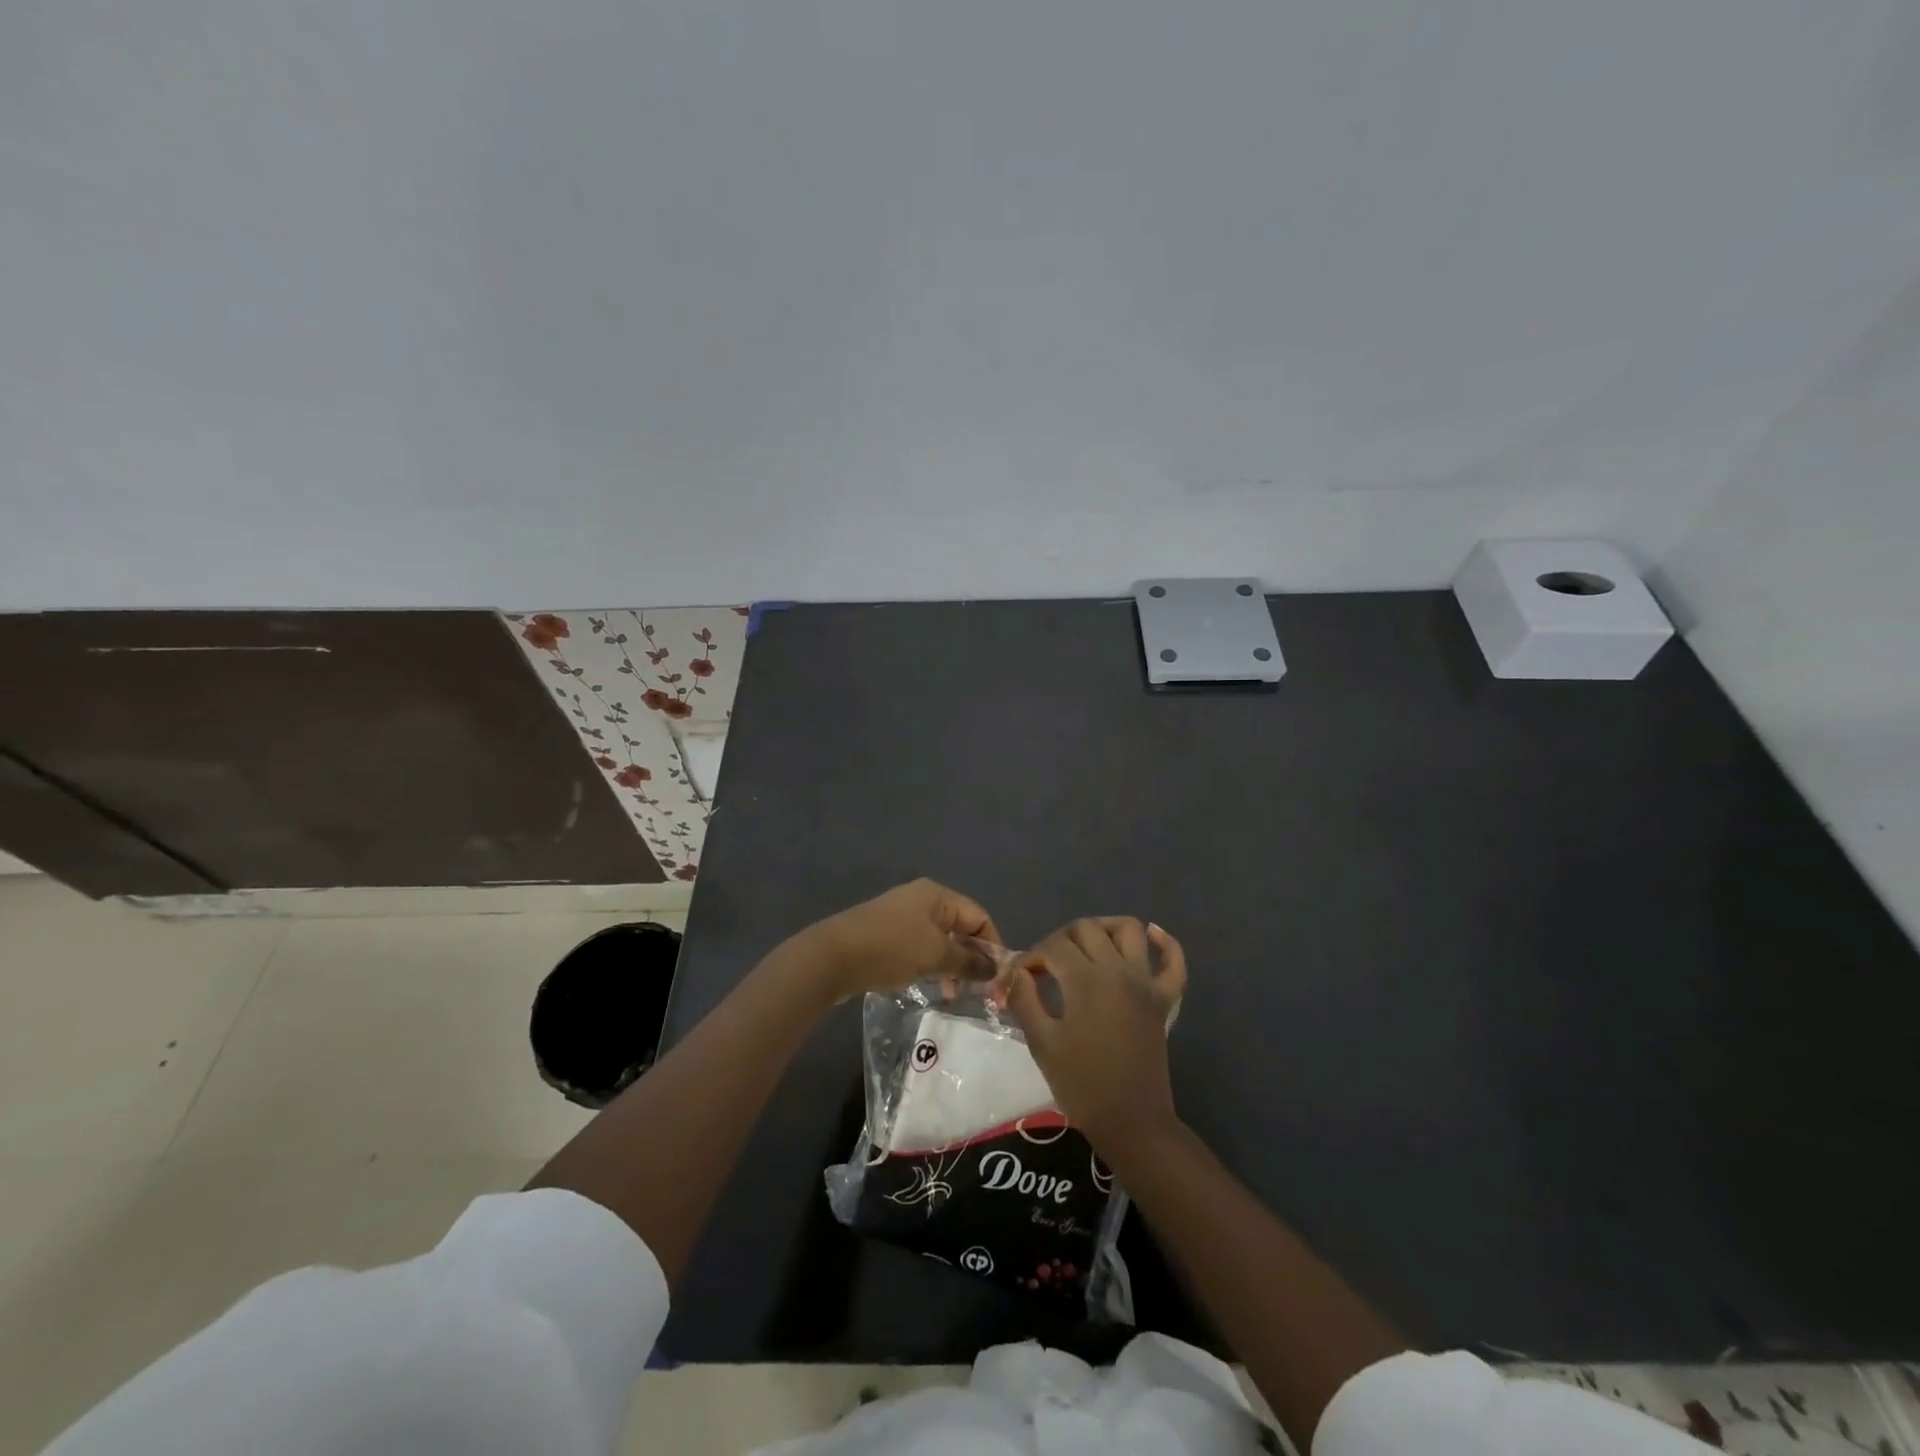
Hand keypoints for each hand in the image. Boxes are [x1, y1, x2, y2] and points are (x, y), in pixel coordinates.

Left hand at [801, 879, 1001, 1002]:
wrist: (831, 957)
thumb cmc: (891, 948)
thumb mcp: (936, 955)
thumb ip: (970, 961)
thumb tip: (996, 968)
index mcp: (937, 895)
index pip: (979, 916)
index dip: (993, 946)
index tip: (998, 979)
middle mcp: (921, 900)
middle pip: (960, 927)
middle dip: (972, 958)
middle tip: (978, 991)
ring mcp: (900, 917)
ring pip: (939, 941)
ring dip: (951, 966)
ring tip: (951, 994)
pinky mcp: (885, 936)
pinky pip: (919, 949)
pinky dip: (930, 966)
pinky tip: (928, 987)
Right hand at [1004, 917, 1186, 1153]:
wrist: (1131, 1123)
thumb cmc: (1081, 1085)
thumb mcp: (1042, 1042)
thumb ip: (1024, 999)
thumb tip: (1014, 972)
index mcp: (1085, 979)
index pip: (1051, 948)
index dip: (1029, 959)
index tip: (1017, 981)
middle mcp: (1117, 970)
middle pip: (1086, 929)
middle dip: (1060, 940)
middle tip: (1046, 967)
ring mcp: (1145, 982)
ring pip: (1129, 929)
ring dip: (1105, 928)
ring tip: (1086, 945)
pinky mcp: (1164, 999)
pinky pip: (1173, 961)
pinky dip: (1164, 942)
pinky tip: (1149, 935)